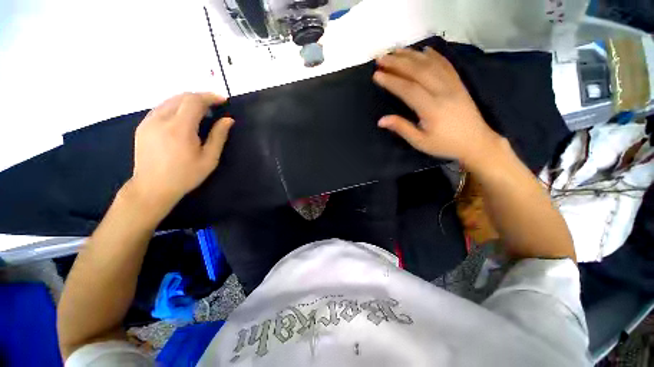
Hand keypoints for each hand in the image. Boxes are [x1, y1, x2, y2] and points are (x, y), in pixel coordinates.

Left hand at [128, 92, 233, 213]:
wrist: (152, 188)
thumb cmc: (185, 175)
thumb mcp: (209, 159)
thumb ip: (219, 136)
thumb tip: (228, 120)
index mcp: (179, 129)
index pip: (194, 101)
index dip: (210, 97)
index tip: (223, 100)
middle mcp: (161, 119)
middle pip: (182, 97)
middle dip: (200, 97)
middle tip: (215, 106)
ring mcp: (148, 121)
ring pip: (170, 100)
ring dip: (188, 101)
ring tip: (202, 111)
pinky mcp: (143, 125)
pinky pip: (161, 108)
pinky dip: (176, 107)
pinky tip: (184, 118)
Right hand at [374, 47, 502, 166]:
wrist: (476, 142)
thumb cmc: (445, 145)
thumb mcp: (420, 142)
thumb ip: (402, 128)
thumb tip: (381, 120)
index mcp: (432, 108)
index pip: (408, 89)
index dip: (391, 81)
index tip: (376, 75)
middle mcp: (443, 91)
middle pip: (418, 71)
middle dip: (397, 63)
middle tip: (381, 58)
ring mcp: (453, 85)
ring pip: (431, 64)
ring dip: (412, 55)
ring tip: (396, 51)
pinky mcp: (459, 83)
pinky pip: (446, 65)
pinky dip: (435, 55)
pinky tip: (424, 50)